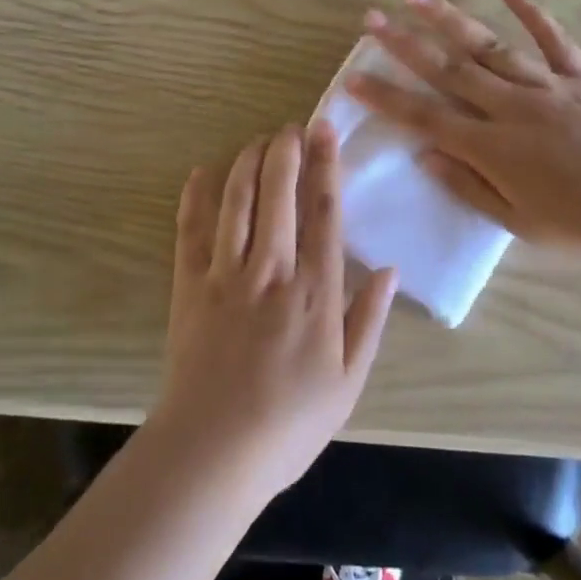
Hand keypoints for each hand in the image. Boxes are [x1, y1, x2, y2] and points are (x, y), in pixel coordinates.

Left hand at [151, 124, 399, 507]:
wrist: (212, 453)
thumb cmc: (289, 424)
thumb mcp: (348, 382)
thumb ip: (369, 320)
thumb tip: (390, 270)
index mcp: (315, 291)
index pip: (323, 213)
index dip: (326, 166)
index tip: (325, 132)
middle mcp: (272, 270)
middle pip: (278, 194)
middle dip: (286, 151)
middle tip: (291, 126)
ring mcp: (226, 275)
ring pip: (237, 201)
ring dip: (247, 163)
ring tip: (258, 140)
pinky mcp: (189, 285)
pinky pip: (191, 231)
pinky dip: (195, 198)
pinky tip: (201, 173)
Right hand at [348, 0, 580, 273]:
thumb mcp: (519, 224)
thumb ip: (469, 186)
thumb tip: (425, 154)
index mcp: (493, 147)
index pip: (426, 116)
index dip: (386, 96)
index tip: (354, 76)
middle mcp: (513, 107)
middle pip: (449, 69)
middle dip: (404, 43)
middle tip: (371, 18)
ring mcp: (549, 86)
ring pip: (490, 46)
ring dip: (450, 20)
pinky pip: (554, 39)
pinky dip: (531, 12)